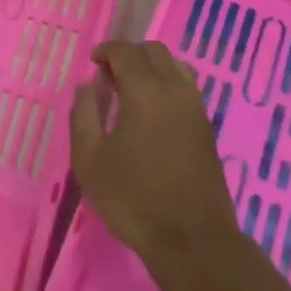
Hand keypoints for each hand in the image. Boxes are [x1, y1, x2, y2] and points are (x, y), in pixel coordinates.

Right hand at [69, 40, 237, 270]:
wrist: (192, 240)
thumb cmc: (133, 199)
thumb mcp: (90, 160)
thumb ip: (83, 115)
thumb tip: (87, 86)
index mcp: (145, 91)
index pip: (126, 51)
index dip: (106, 50)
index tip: (92, 63)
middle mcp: (175, 90)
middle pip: (155, 51)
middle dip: (129, 54)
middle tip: (109, 76)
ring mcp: (196, 108)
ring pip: (175, 66)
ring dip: (152, 67)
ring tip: (132, 91)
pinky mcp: (207, 128)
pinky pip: (186, 88)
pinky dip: (167, 84)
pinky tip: (152, 112)